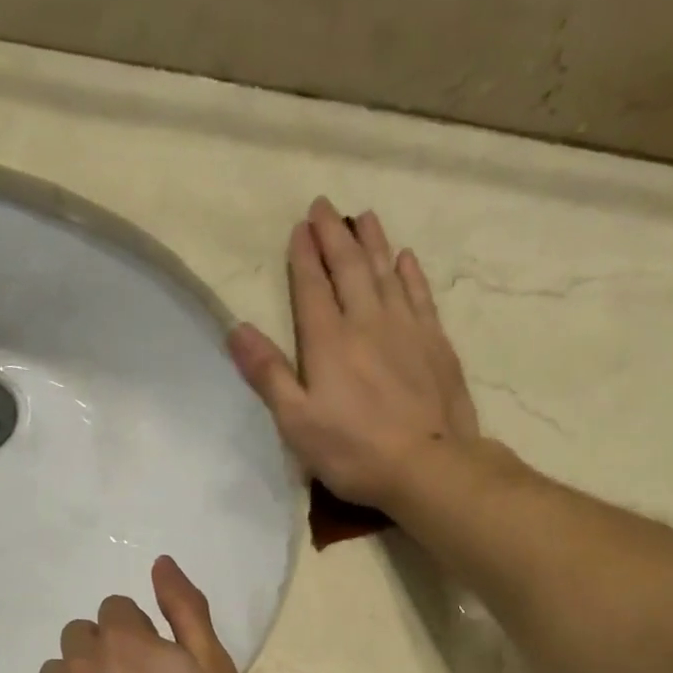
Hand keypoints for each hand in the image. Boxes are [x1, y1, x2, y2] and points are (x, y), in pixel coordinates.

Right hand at [228, 198, 478, 509]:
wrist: (429, 466)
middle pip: (348, 268)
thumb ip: (268, 374)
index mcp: (328, 341)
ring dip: (372, 242)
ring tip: (363, 217)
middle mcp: (367, 322)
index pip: (311, 286)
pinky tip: (405, 259)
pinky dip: (410, 273)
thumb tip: (236, 328)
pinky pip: (420, 295)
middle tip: (325, 206)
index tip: (299, 226)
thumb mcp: (297, 422)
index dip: (303, 255)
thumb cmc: (354, 451)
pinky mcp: (435, 344)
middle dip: (334, 235)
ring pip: (386, 273)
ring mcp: (406, 329)